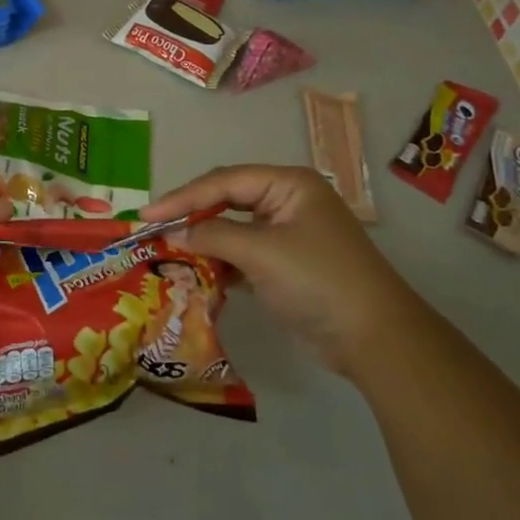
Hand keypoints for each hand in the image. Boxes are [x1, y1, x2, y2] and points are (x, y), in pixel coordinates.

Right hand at [141, 165, 420, 373]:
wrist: (374, 338)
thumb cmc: (317, 280)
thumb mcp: (261, 252)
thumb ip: (213, 236)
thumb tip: (176, 234)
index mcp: (288, 184)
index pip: (224, 181)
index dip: (182, 197)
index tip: (146, 216)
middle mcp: (286, 202)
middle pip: (226, 200)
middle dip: (190, 215)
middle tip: (152, 229)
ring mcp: (286, 234)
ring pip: (231, 229)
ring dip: (202, 241)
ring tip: (167, 251)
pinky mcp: (283, 266)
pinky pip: (241, 254)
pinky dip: (219, 263)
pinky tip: (196, 273)